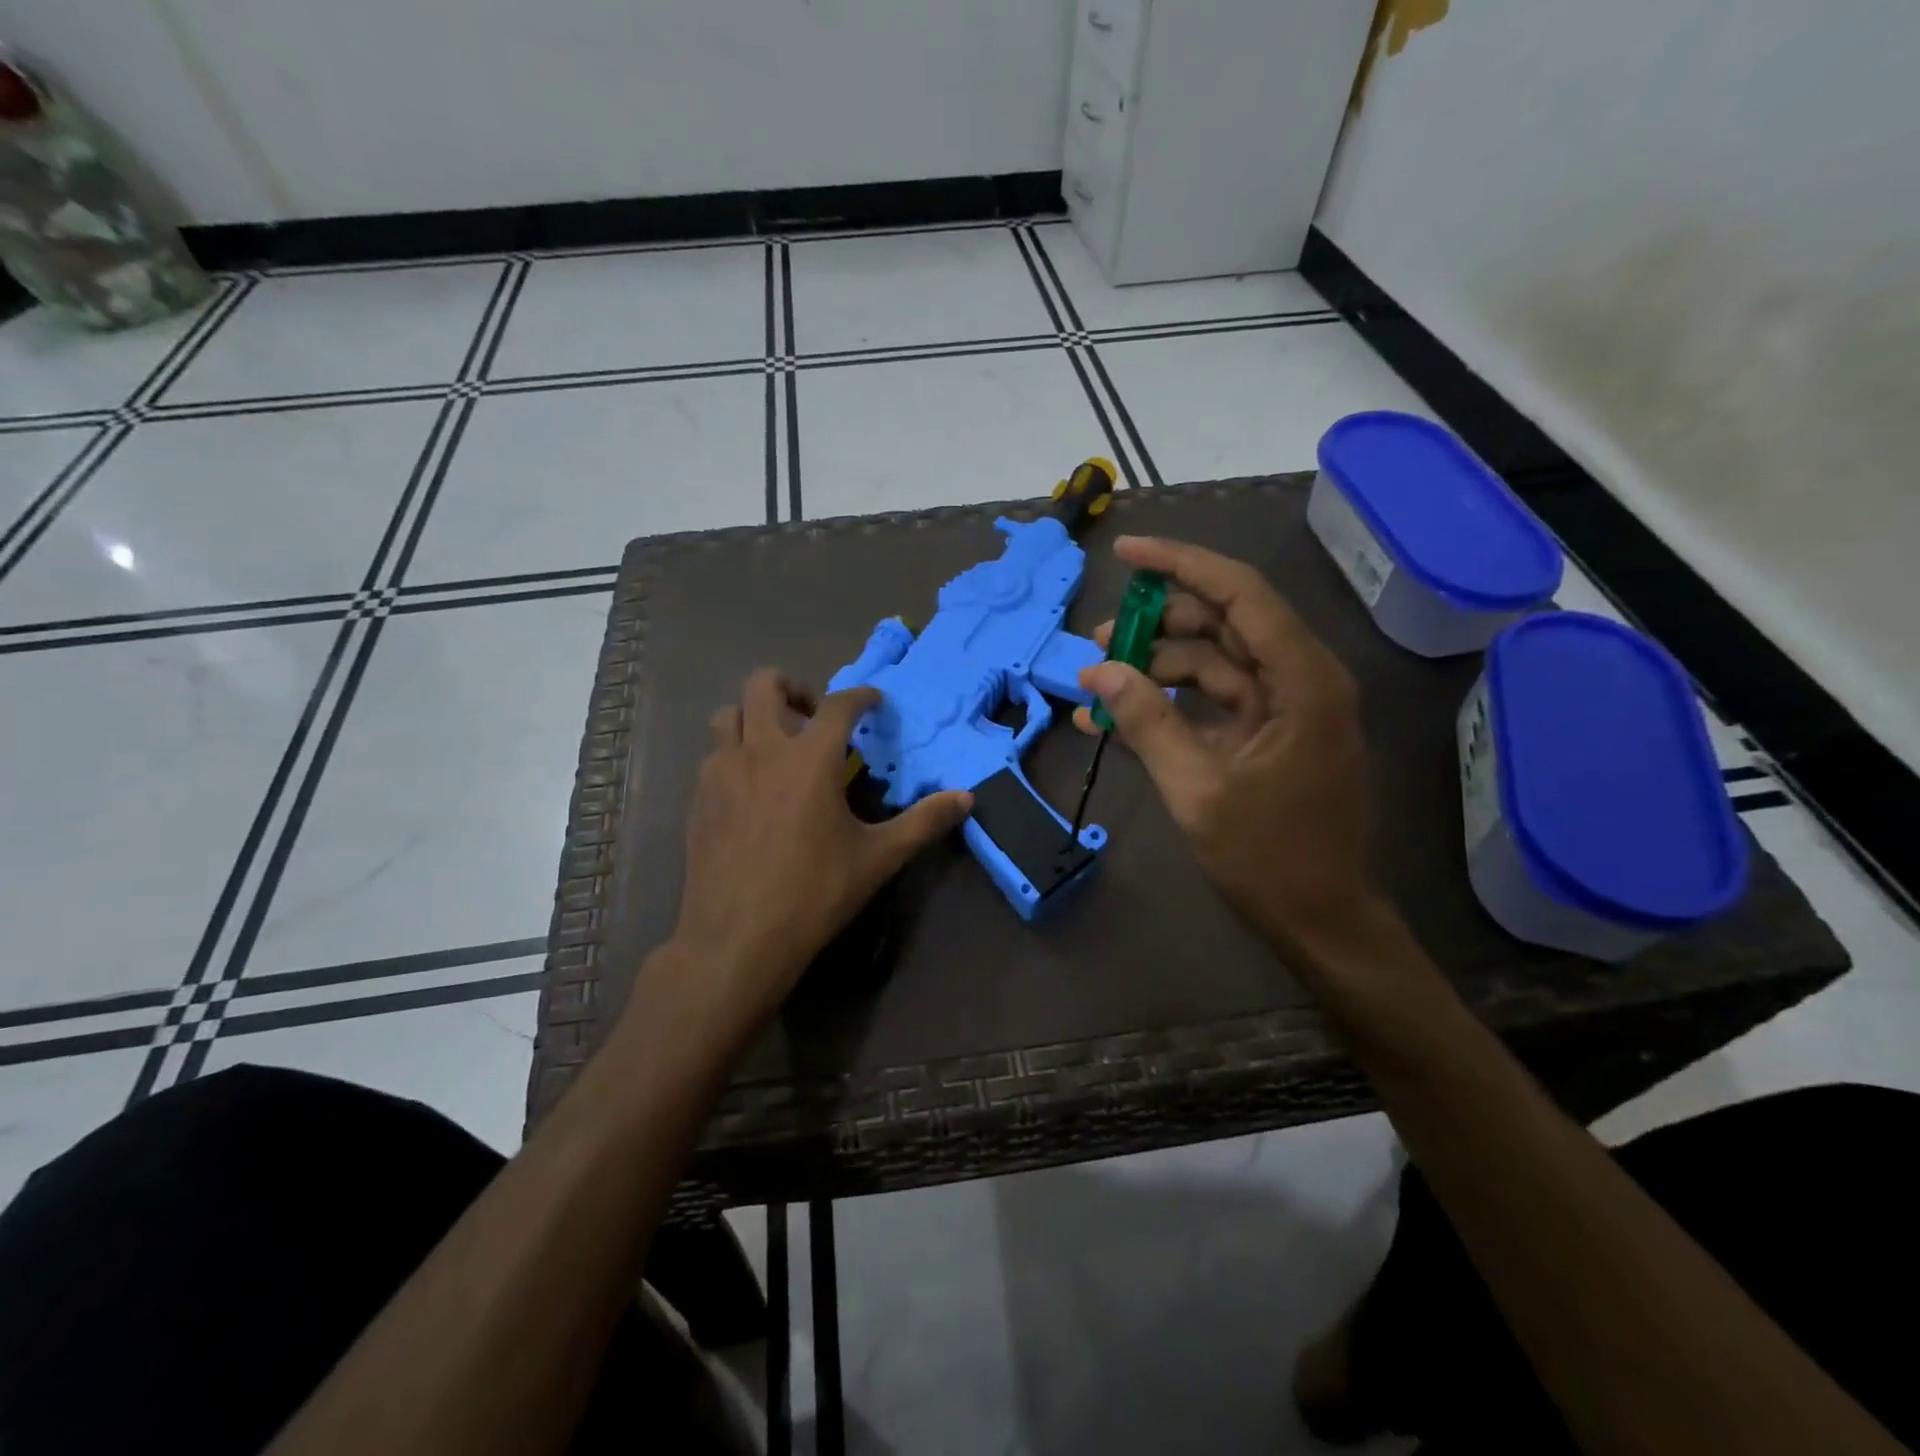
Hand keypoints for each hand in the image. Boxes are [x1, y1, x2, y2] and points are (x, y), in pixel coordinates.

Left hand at [666, 670, 971, 1032]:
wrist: (737, 938)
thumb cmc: (814, 893)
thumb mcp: (878, 858)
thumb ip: (924, 822)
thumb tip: (967, 798)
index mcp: (810, 758)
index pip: (838, 704)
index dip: (860, 696)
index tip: (873, 702)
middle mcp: (761, 750)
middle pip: (764, 685)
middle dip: (793, 687)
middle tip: (814, 718)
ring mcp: (722, 771)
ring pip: (729, 714)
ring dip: (756, 716)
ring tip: (778, 746)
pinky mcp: (699, 797)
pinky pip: (714, 754)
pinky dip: (735, 752)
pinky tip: (752, 788)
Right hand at [1075, 536, 1380, 956]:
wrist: (1321, 921)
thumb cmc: (1270, 858)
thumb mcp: (1197, 788)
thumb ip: (1147, 722)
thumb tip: (1097, 671)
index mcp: (1301, 680)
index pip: (1240, 594)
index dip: (1181, 564)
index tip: (1126, 552)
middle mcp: (1299, 680)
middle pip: (1223, 624)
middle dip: (1158, 625)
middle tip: (1097, 639)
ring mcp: (1283, 708)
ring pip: (1213, 663)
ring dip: (1155, 668)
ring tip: (1096, 683)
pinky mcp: (1267, 735)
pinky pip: (1212, 702)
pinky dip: (1167, 706)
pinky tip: (1116, 718)